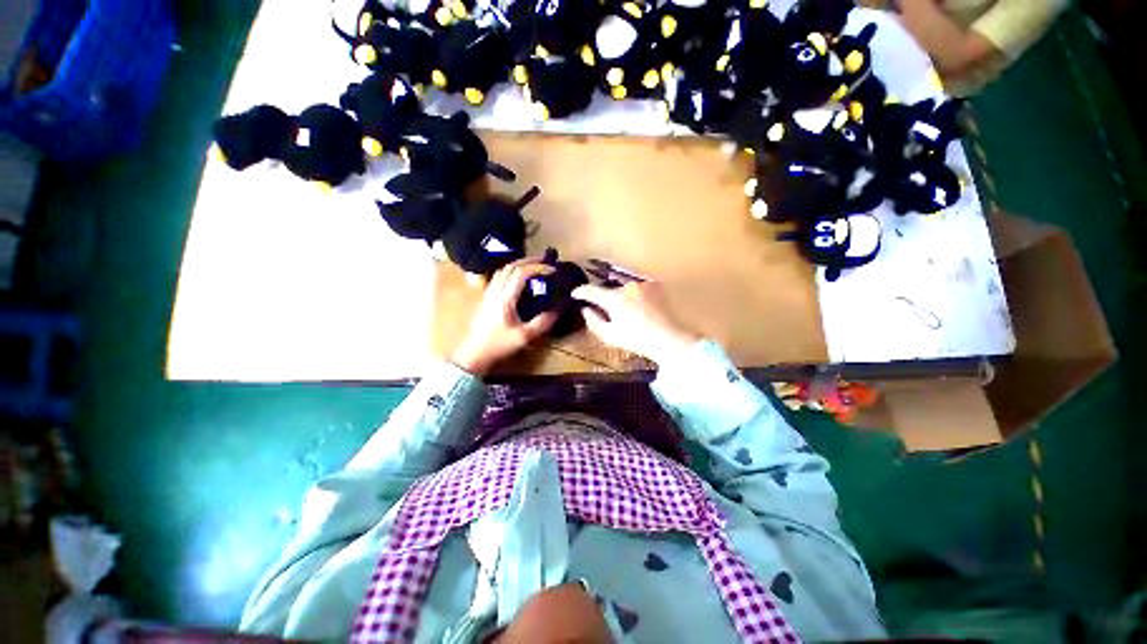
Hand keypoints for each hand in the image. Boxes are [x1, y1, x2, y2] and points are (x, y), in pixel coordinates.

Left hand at [451, 259, 557, 375]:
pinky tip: (518, 279)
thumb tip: (557, 310)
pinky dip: (511, 271)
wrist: (474, 353)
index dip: (538, 267)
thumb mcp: (524, 337)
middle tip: (545, 261)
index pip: (521, 273)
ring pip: (503, 270)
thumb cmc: (498, 345)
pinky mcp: (486, 297)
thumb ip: (542, 323)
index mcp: (505, 298)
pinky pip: (499, 277)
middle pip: (511, 266)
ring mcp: (488, 293)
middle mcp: (495, 290)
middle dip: (529, 260)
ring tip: (533, 266)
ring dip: (519, 264)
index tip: (552, 270)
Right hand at [572, 281, 698, 364]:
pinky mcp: (655, 285)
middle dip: (605, 298)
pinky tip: (640, 307)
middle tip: (607, 311)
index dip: (580, 291)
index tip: (575, 294)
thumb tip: (586, 309)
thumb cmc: (637, 340)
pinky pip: (638, 287)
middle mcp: (627, 286)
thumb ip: (593, 321)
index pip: (591, 290)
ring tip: (627, 311)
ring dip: (621, 296)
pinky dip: (635, 295)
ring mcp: (643, 284)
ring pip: (624, 288)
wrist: (670, 339)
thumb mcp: (610, 336)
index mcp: (614, 299)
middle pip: (609, 289)